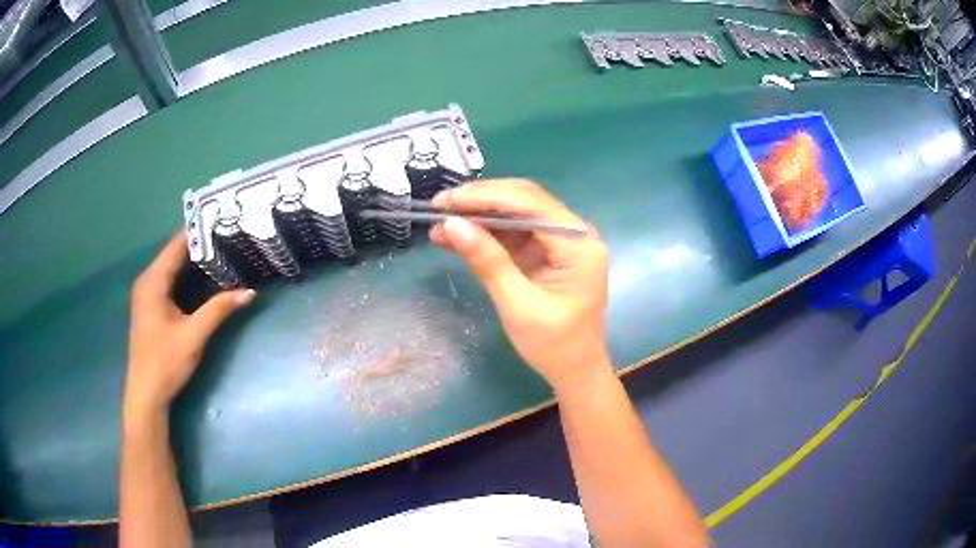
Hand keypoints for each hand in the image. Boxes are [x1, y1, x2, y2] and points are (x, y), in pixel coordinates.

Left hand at [124, 231, 254, 420]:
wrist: (146, 393)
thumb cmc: (165, 362)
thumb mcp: (194, 335)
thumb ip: (219, 310)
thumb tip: (249, 292)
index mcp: (153, 281)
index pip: (177, 245)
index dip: (198, 230)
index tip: (222, 219)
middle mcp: (147, 280)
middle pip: (174, 253)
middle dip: (199, 243)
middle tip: (227, 233)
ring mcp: (147, 293)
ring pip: (172, 266)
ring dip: (193, 259)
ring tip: (221, 248)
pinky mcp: (150, 305)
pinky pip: (169, 279)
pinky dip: (186, 274)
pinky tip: (203, 275)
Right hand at [430, 179, 610, 390]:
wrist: (575, 371)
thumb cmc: (554, 346)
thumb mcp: (518, 306)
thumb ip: (488, 262)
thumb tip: (452, 224)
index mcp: (578, 244)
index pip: (530, 203)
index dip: (485, 196)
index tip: (446, 201)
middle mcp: (574, 234)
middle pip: (524, 201)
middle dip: (479, 202)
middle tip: (439, 207)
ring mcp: (561, 242)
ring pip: (516, 214)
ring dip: (479, 218)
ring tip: (440, 225)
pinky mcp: (548, 253)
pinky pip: (514, 234)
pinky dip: (486, 235)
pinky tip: (456, 239)